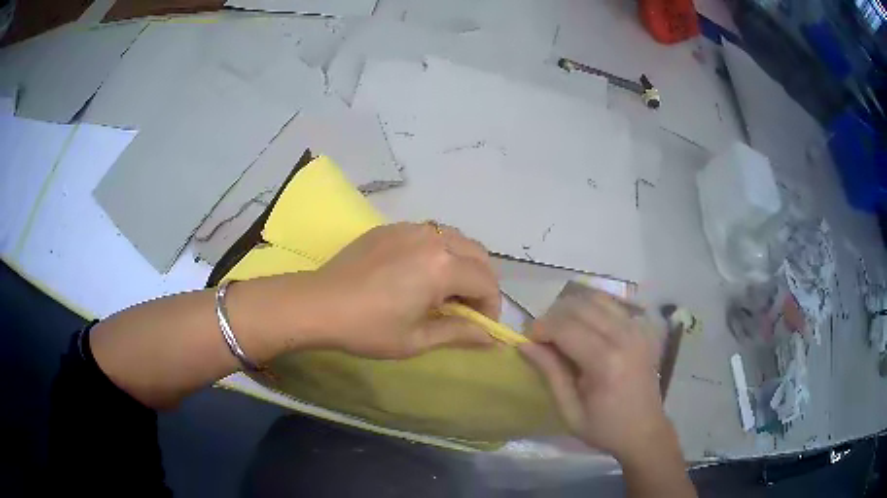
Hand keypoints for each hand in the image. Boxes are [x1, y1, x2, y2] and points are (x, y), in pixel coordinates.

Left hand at [311, 222, 500, 358]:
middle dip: (481, 282)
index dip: (491, 307)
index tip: (479, 327)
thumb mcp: (416, 339)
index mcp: (443, 267)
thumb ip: (459, 333)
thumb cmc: (368, 328)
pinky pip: (429, 234)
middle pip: (478, 255)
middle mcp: (433, 239)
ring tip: (444, 289)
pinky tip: (418, 272)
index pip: (487, 282)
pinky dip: (438, 251)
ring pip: (455, 239)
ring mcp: (411, 228)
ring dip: (462, 263)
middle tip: (465, 308)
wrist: (318, 304)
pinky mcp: (391, 228)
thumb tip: (491, 338)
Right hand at [518, 290, 669, 461]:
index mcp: (606, 363)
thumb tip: (525, 344)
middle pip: (580, 306)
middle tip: (542, 337)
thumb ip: (550, 373)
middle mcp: (624, 337)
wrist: (645, 431)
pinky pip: (612, 306)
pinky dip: (592, 310)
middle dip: (553, 316)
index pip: (565, 327)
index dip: (541, 328)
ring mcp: (637, 330)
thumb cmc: (604, 428)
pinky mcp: (642, 329)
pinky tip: (584, 329)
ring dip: (572, 309)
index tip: (527, 340)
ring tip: (562, 331)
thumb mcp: (569, 410)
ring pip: (596, 299)